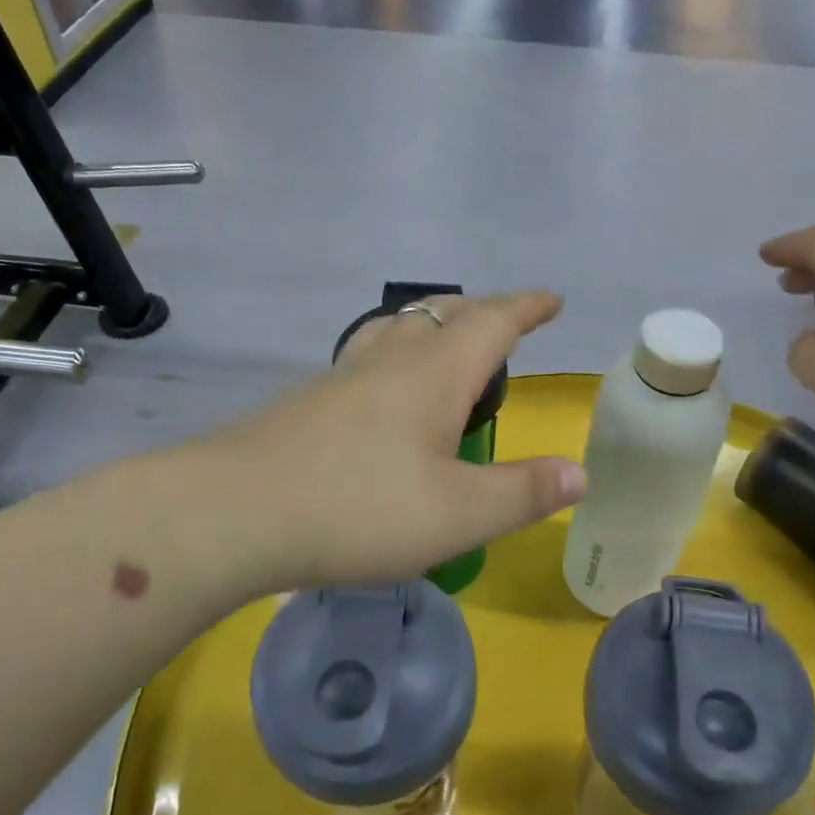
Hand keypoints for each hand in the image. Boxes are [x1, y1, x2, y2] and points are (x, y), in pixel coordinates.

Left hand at [192, 292, 585, 591]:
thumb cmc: (359, 508)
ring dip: (432, 328)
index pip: (492, 322)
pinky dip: (395, 359)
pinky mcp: (308, 401)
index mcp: (434, 373)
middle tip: (505, 326)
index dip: (526, 307)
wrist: (234, 511)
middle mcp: (389, 360)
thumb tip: (580, 474)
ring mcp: (342, 376)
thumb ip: (523, 492)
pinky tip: (384, 397)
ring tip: (446, 349)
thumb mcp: (459, 514)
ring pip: (397, 330)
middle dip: (481, 312)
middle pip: (441, 314)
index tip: (551, 300)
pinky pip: (367, 359)